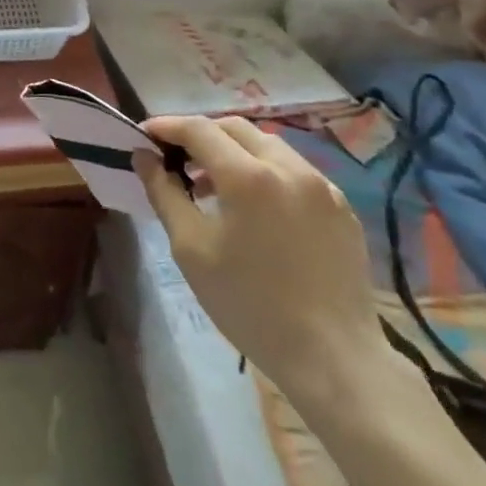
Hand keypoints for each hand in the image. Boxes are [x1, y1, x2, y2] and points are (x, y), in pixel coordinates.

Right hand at [135, 116, 389, 413]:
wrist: (334, 359)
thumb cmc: (250, 304)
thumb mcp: (191, 248)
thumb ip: (164, 193)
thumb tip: (143, 156)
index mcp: (248, 176)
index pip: (198, 128)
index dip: (166, 126)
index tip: (143, 136)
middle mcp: (288, 168)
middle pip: (235, 128)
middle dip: (200, 134)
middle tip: (175, 159)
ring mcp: (322, 186)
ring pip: (268, 145)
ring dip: (233, 151)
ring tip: (212, 184)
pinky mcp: (342, 208)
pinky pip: (294, 170)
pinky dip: (265, 171)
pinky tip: (254, 207)